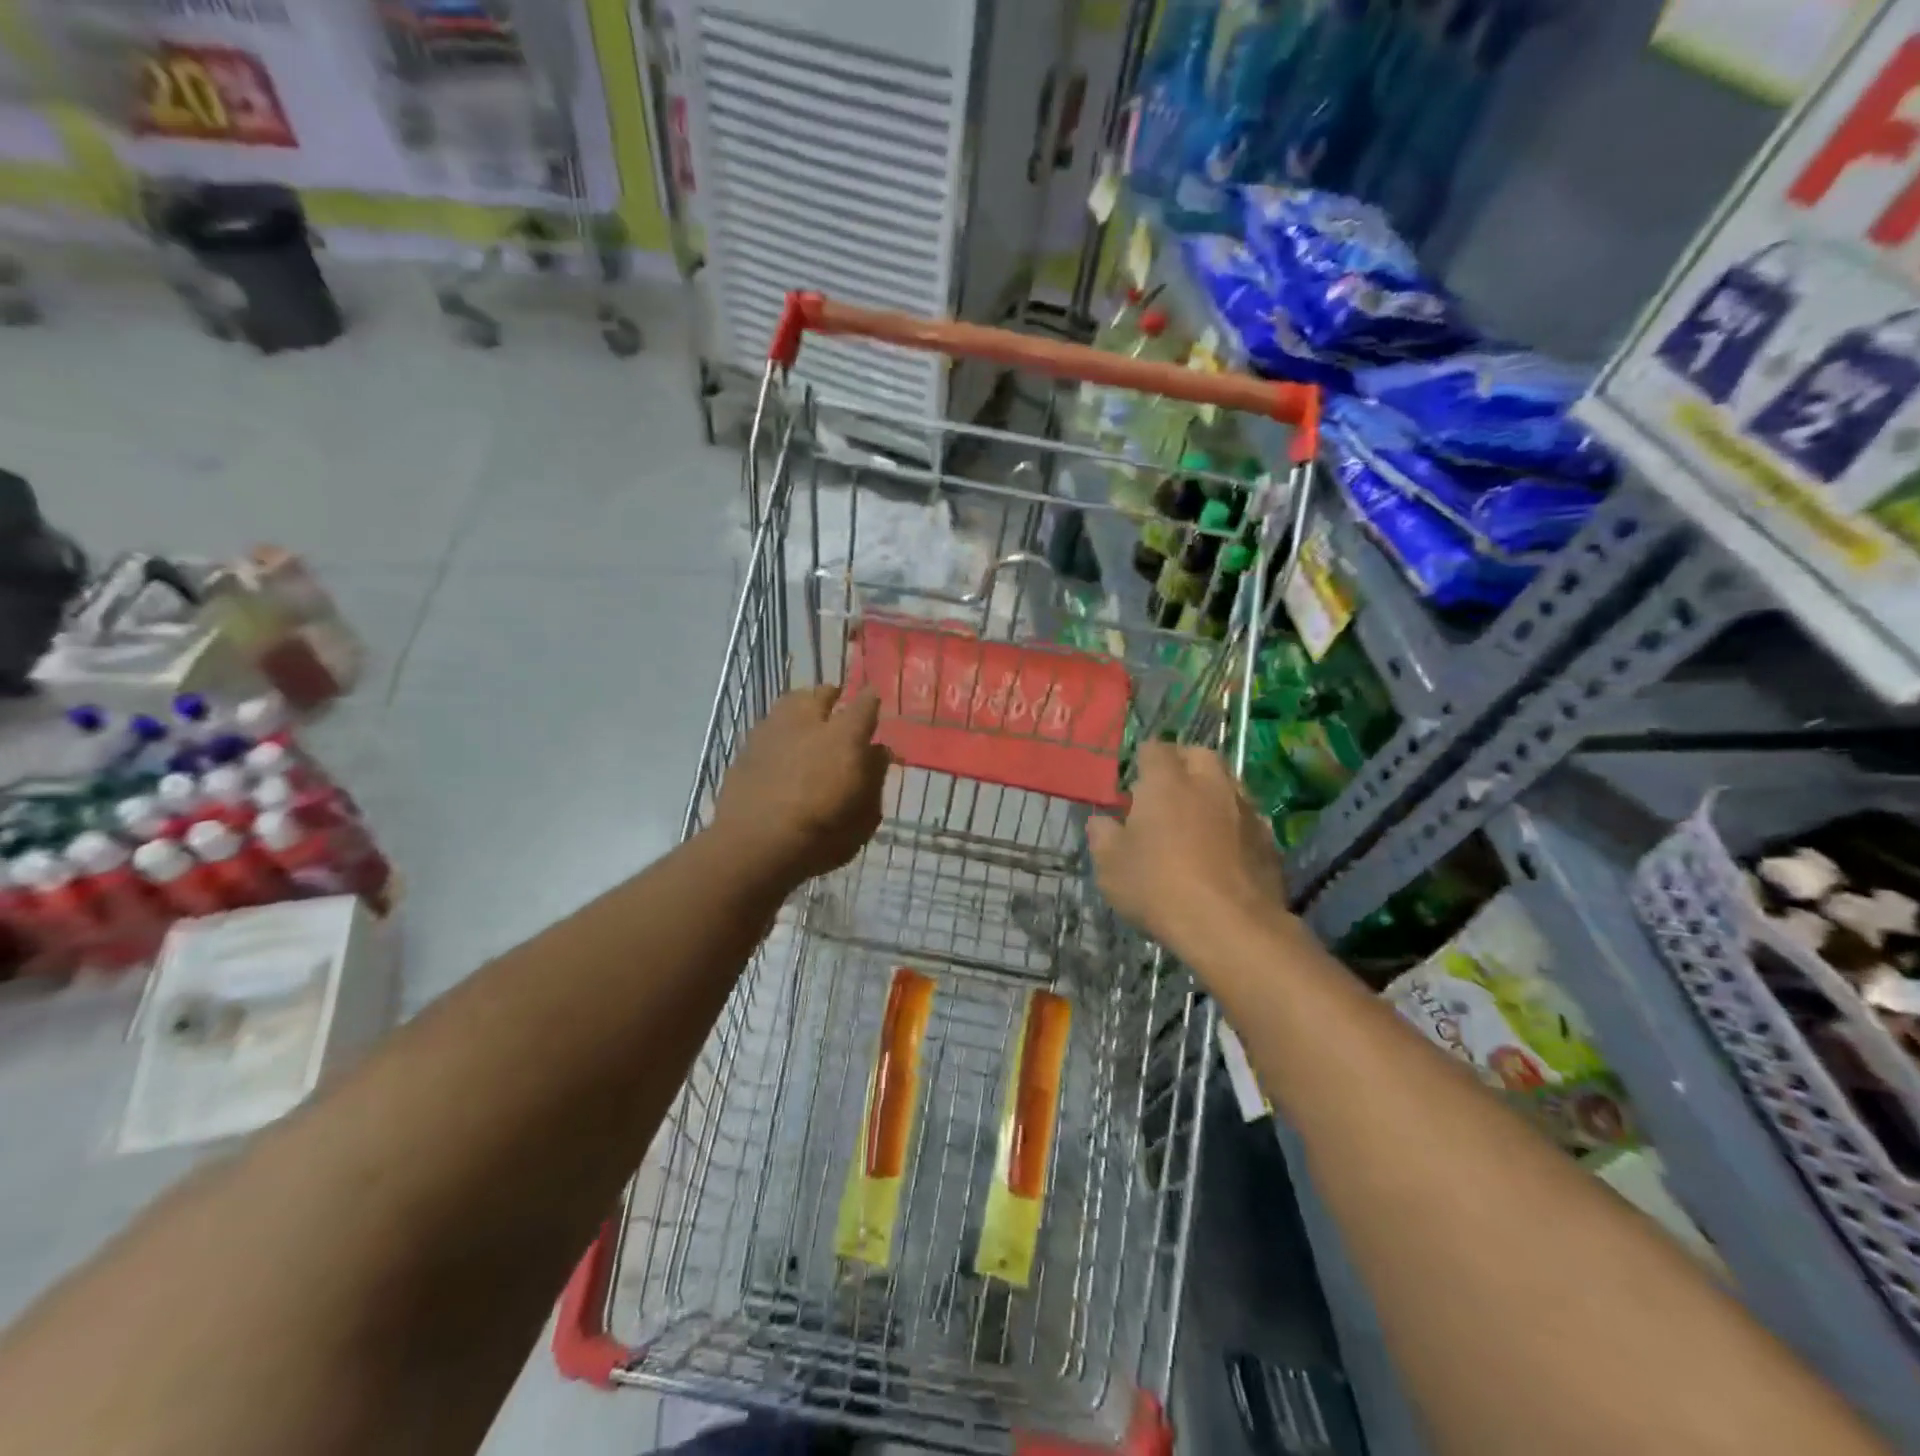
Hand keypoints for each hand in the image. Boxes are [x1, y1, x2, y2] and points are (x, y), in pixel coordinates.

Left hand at [713, 686, 890, 883]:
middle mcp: (809, 723)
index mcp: (845, 737)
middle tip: (839, 708)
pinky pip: (770, 725)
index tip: (875, 700)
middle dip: (833, 697)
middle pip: (822, 693)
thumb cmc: (821, 836)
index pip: (866, 704)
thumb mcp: (864, 817)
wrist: (753, 846)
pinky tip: (781, 745)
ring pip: (791, 702)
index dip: (872, 700)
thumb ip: (874, 778)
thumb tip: (877, 752)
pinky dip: (780, 729)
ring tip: (807, 720)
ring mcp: (773, 730)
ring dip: (803, 706)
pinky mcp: (747, 747)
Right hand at [1087, 742, 1288, 958]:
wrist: (1231, 927)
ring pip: (1229, 783)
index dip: (1142, 760)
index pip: (1154, 748)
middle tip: (1167, 792)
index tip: (1133, 782)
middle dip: (1183, 764)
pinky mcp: (1269, 839)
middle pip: (1199, 755)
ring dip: (1212, 793)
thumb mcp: (1111, 866)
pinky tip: (1224, 850)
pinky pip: (1248, 818)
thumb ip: (1102, 836)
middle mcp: (1209, 784)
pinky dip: (1234, 824)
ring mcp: (1244, 810)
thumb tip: (1102, 822)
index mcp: (1166, 782)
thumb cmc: (1158, 887)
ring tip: (1196, 820)